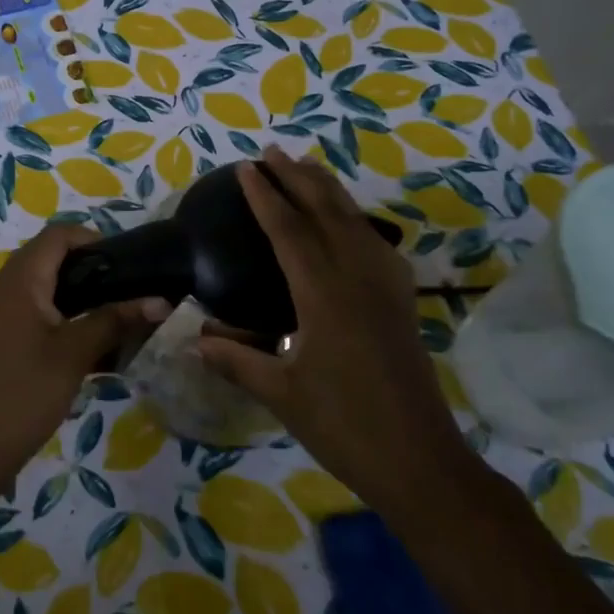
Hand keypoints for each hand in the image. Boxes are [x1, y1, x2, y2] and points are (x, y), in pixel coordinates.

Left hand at [0, 224, 168, 478]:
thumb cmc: (26, 390)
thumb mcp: (76, 352)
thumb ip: (116, 320)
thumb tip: (162, 301)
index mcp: (21, 278)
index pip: (59, 234)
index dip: (93, 239)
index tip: (126, 265)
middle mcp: (8, 285)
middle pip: (53, 256)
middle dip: (92, 269)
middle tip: (126, 290)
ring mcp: (3, 310)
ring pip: (48, 285)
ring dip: (82, 294)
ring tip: (115, 315)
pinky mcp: (5, 334)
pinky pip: (39, 309)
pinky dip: (66, 315)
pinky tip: (92, 342)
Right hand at [196, 148, 468, 499]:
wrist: (420, 460)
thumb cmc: (344, 427)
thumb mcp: (281, 394)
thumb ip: (236, 361)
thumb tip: (193, 340)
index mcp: (324, 295)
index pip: (289, 231)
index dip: (265, 196)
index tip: (246, 168)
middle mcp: (357, 278)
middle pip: (326, 212)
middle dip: (297, 178)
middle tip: (272, 152)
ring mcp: (385, 287)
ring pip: (355, 221)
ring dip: (328, 190)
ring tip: (307, 168)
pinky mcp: (401, 302)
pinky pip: (376, 243)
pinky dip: (355, 219)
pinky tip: (350, 224)